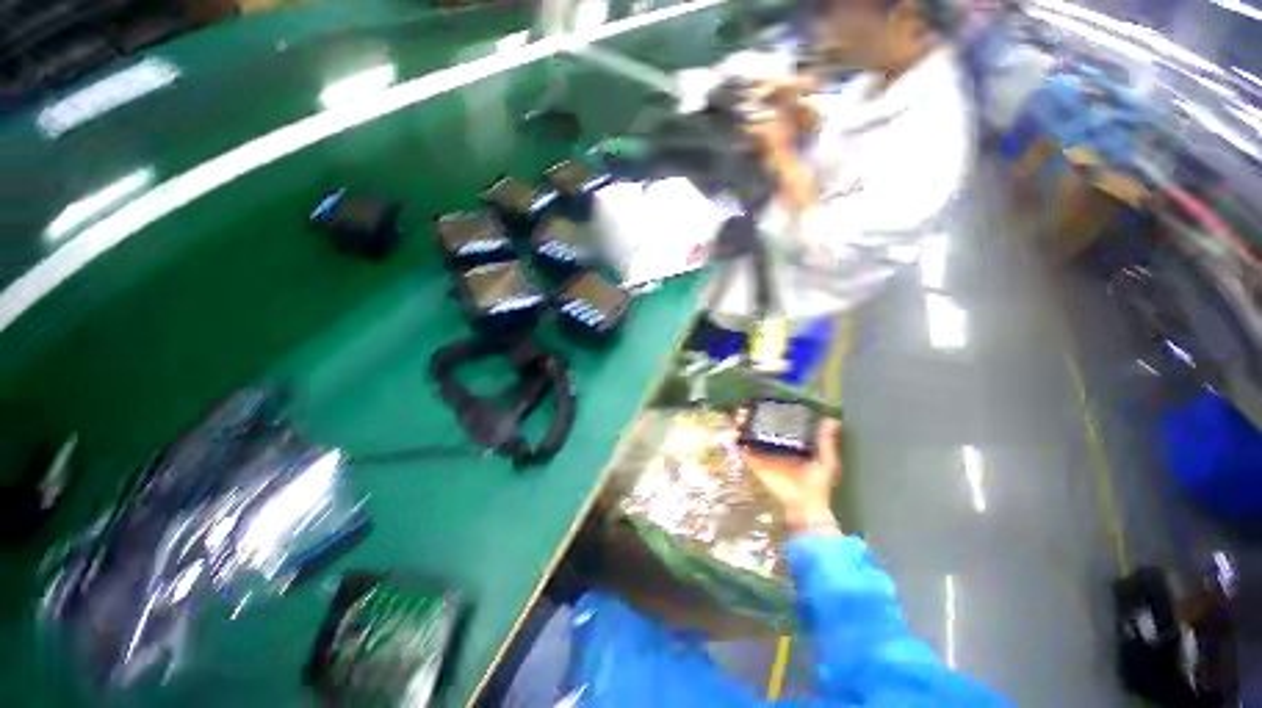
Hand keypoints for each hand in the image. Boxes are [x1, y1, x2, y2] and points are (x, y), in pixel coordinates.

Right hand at [740, 418, 842, 533]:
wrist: (805, 505)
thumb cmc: (817, 483)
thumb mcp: (826, 461)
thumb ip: (826, 442)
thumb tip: (832, 419)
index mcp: (789, 441)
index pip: (775, 422)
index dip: (767, 412)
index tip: (761, 403)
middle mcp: (774, 444)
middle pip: (757, 426)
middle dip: (749, 417)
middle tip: (744, 411)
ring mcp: (763, 453)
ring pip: (747, 435)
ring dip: (740, 426)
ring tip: (739, 420)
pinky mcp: (755, 463)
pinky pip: (743, 451)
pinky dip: (735, 443)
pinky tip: (733, 436)